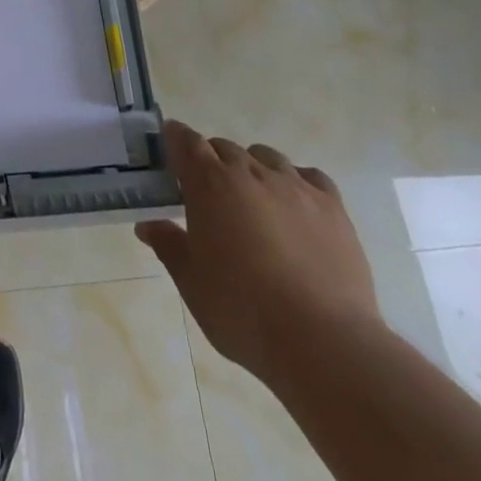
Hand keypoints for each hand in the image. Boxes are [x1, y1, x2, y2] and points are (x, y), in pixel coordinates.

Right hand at [136, 120, 378, 385]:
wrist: (323, 342)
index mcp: (210, 184)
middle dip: (211, 160)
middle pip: (224, 147)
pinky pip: (309, 176)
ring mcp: (295, 186)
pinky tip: (294, 207)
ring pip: (265, 156)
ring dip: (251, 167)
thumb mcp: (191, 283)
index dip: (175, 139)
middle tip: (207, 193)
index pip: (186, 142)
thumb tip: (148, 225)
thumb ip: (168, 245)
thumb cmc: (242, 311)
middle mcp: (250, 172)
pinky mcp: (332, 206)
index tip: (169, 147)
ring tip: (252, 200)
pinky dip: (295, 181)